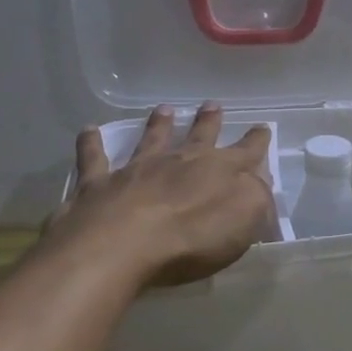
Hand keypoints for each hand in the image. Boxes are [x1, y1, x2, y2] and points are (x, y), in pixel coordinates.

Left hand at [47, 104, 276, 288]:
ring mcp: (137, 170)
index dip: (256, 141)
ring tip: (164, 109)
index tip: (262, 128)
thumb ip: (257, 198)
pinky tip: (88, 130)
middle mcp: (179, 161)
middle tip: (212, 105)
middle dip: (209, 122)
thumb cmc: (192, 238)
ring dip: (159, 124)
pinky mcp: (99, 185)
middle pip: (199, 137)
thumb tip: (259, 183)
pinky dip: (91, 143)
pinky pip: (94, 158)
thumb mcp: (245, 220)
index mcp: (219, 171)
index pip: (246, 152)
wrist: (121, 245)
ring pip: (151, 139)